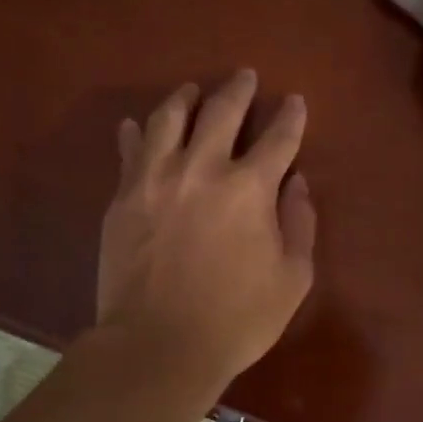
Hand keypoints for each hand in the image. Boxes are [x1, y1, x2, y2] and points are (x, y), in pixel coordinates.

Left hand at [97, 70, 316, 387]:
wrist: (158, 345)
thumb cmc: (236, 319)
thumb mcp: (291, 279)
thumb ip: (299, 224)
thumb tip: (296, 183)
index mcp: (250, 187)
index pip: (278, 138)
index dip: (290, 116)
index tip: (294, 102)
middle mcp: (202, 168)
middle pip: (221, 111)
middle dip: (238, 89)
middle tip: (244, 76)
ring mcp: (156, 179)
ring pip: (168, 118)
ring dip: (184, 98)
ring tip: (190, 91)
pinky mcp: (123, 197)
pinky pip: (128, 151)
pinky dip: (133, 134)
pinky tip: (133, 126)